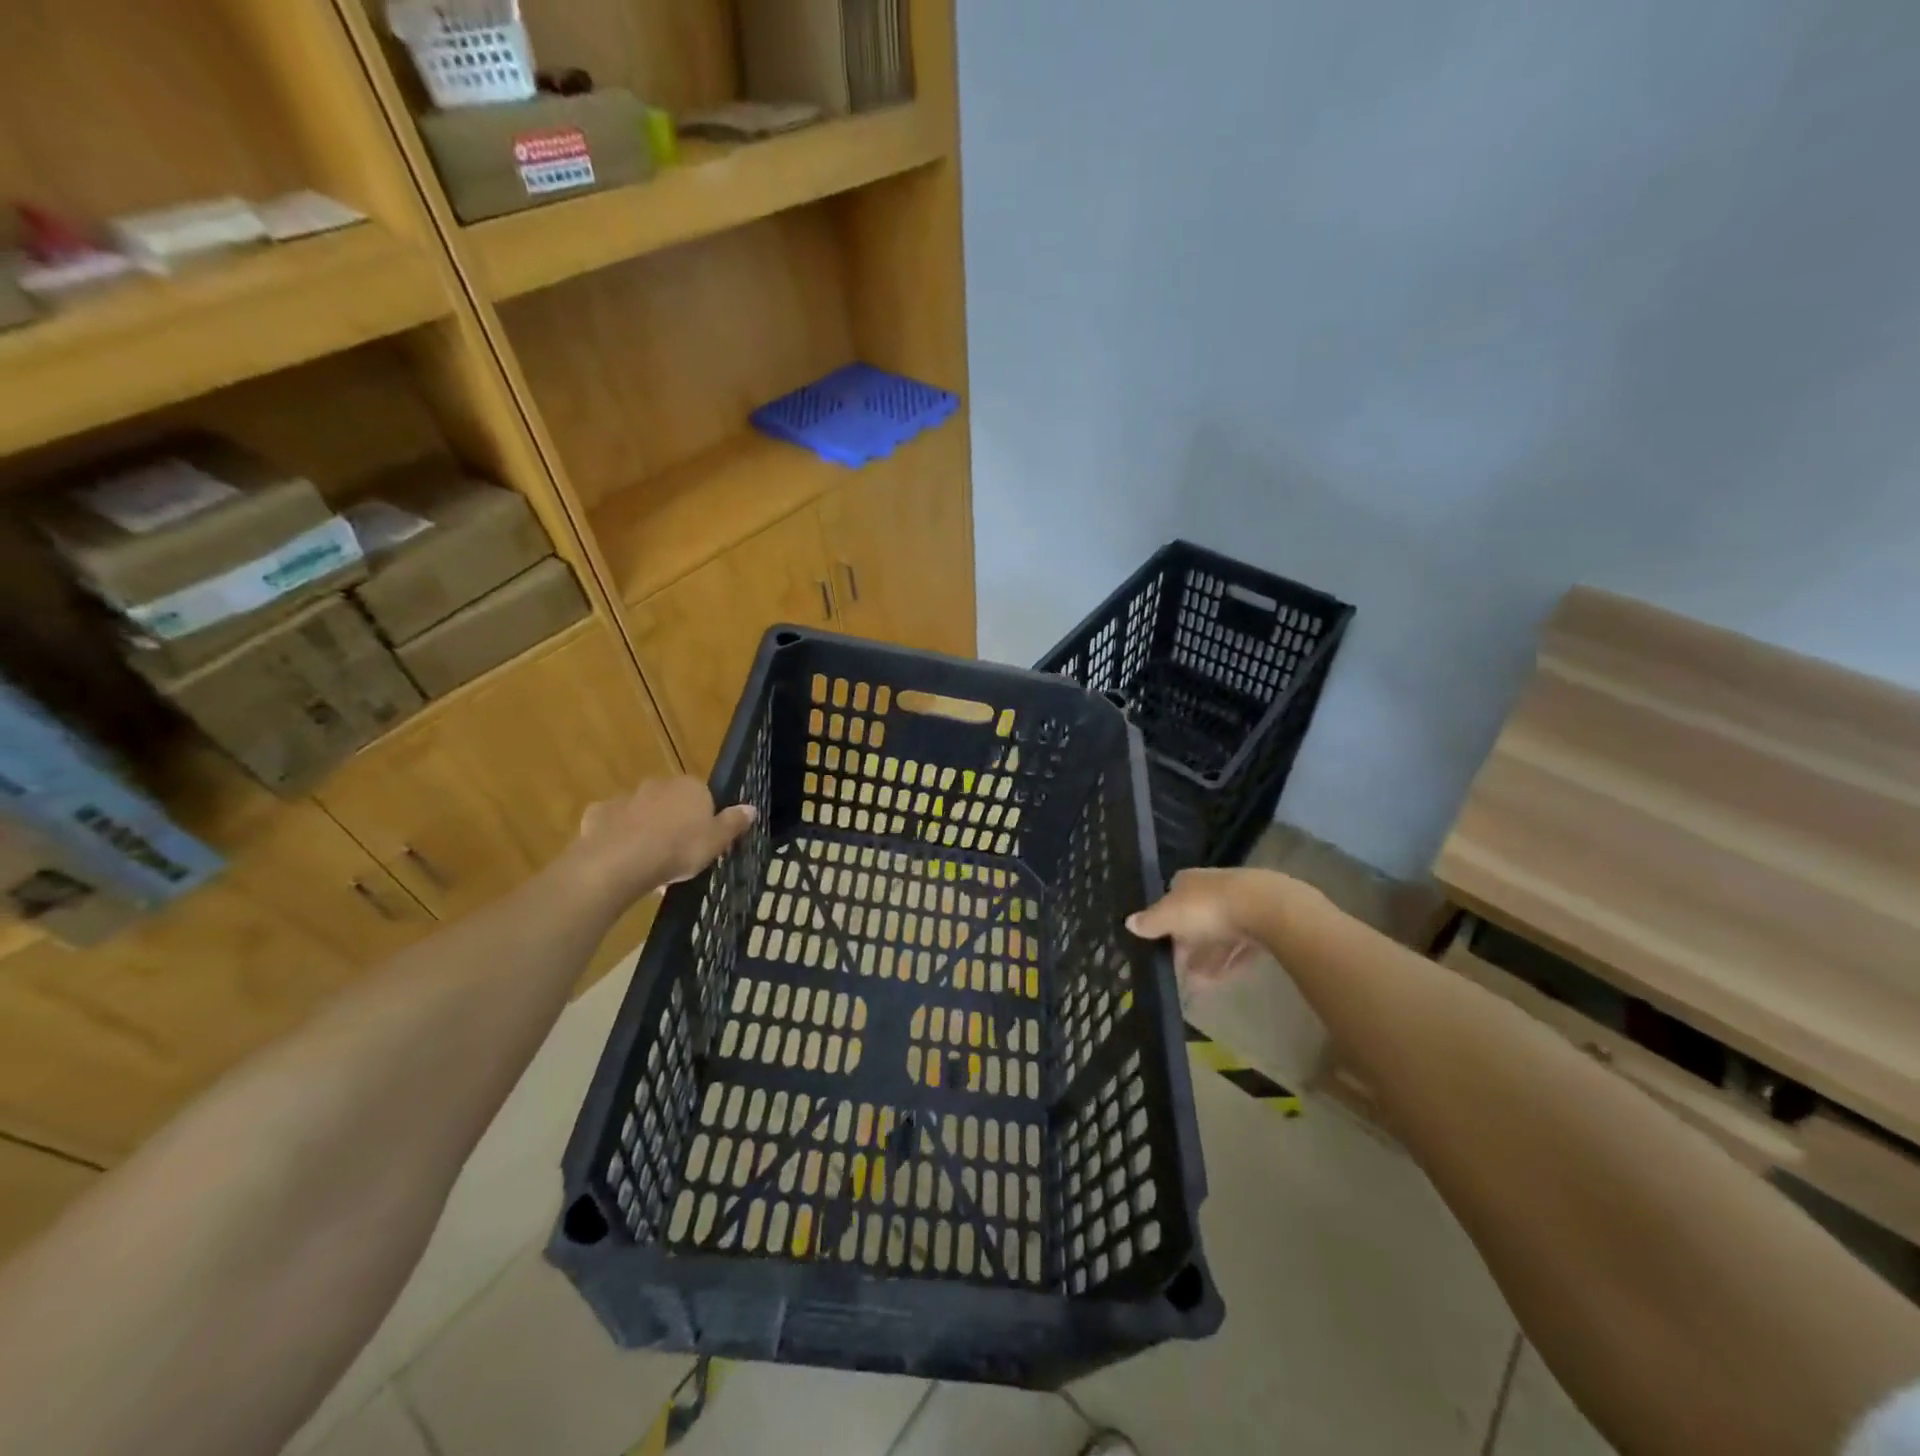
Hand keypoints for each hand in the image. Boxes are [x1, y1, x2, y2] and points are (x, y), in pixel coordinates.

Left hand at [568, 777, 756, 902]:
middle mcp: (658, 784)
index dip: (702, 819)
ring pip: (641, 812)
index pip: (703, 796)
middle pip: (670, 801)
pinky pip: (613, 824)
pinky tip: (620, 858)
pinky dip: (617, 836)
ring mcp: (626, 797)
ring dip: (645, 829)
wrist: (620, 861)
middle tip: (676, 854)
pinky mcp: (599, 813)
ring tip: (649, 863)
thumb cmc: (678, 849)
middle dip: (672, 822)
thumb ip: (733, 823)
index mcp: (690, 787)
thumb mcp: (716, 841)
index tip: (701, 842)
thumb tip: (751, 807)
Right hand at [1126, 867, 1273, 989]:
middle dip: (1187, 944)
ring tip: (1197, 984)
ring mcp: (1241, 904)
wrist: (1265, 908)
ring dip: (1207, 958)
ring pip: (1219, 933)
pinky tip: (1221, 981)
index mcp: (1189, 880)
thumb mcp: (1170, 916)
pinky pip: (1241, 945)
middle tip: (1178, 970)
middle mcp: (1213, 887)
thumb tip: (1128, 922)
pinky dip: (1229, 962)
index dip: (1165, 920)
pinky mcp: (1264, 923)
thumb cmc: (1208, 907)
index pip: (1172, 897)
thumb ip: (1150, 921)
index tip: (1160, 943)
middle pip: (1196, 917)